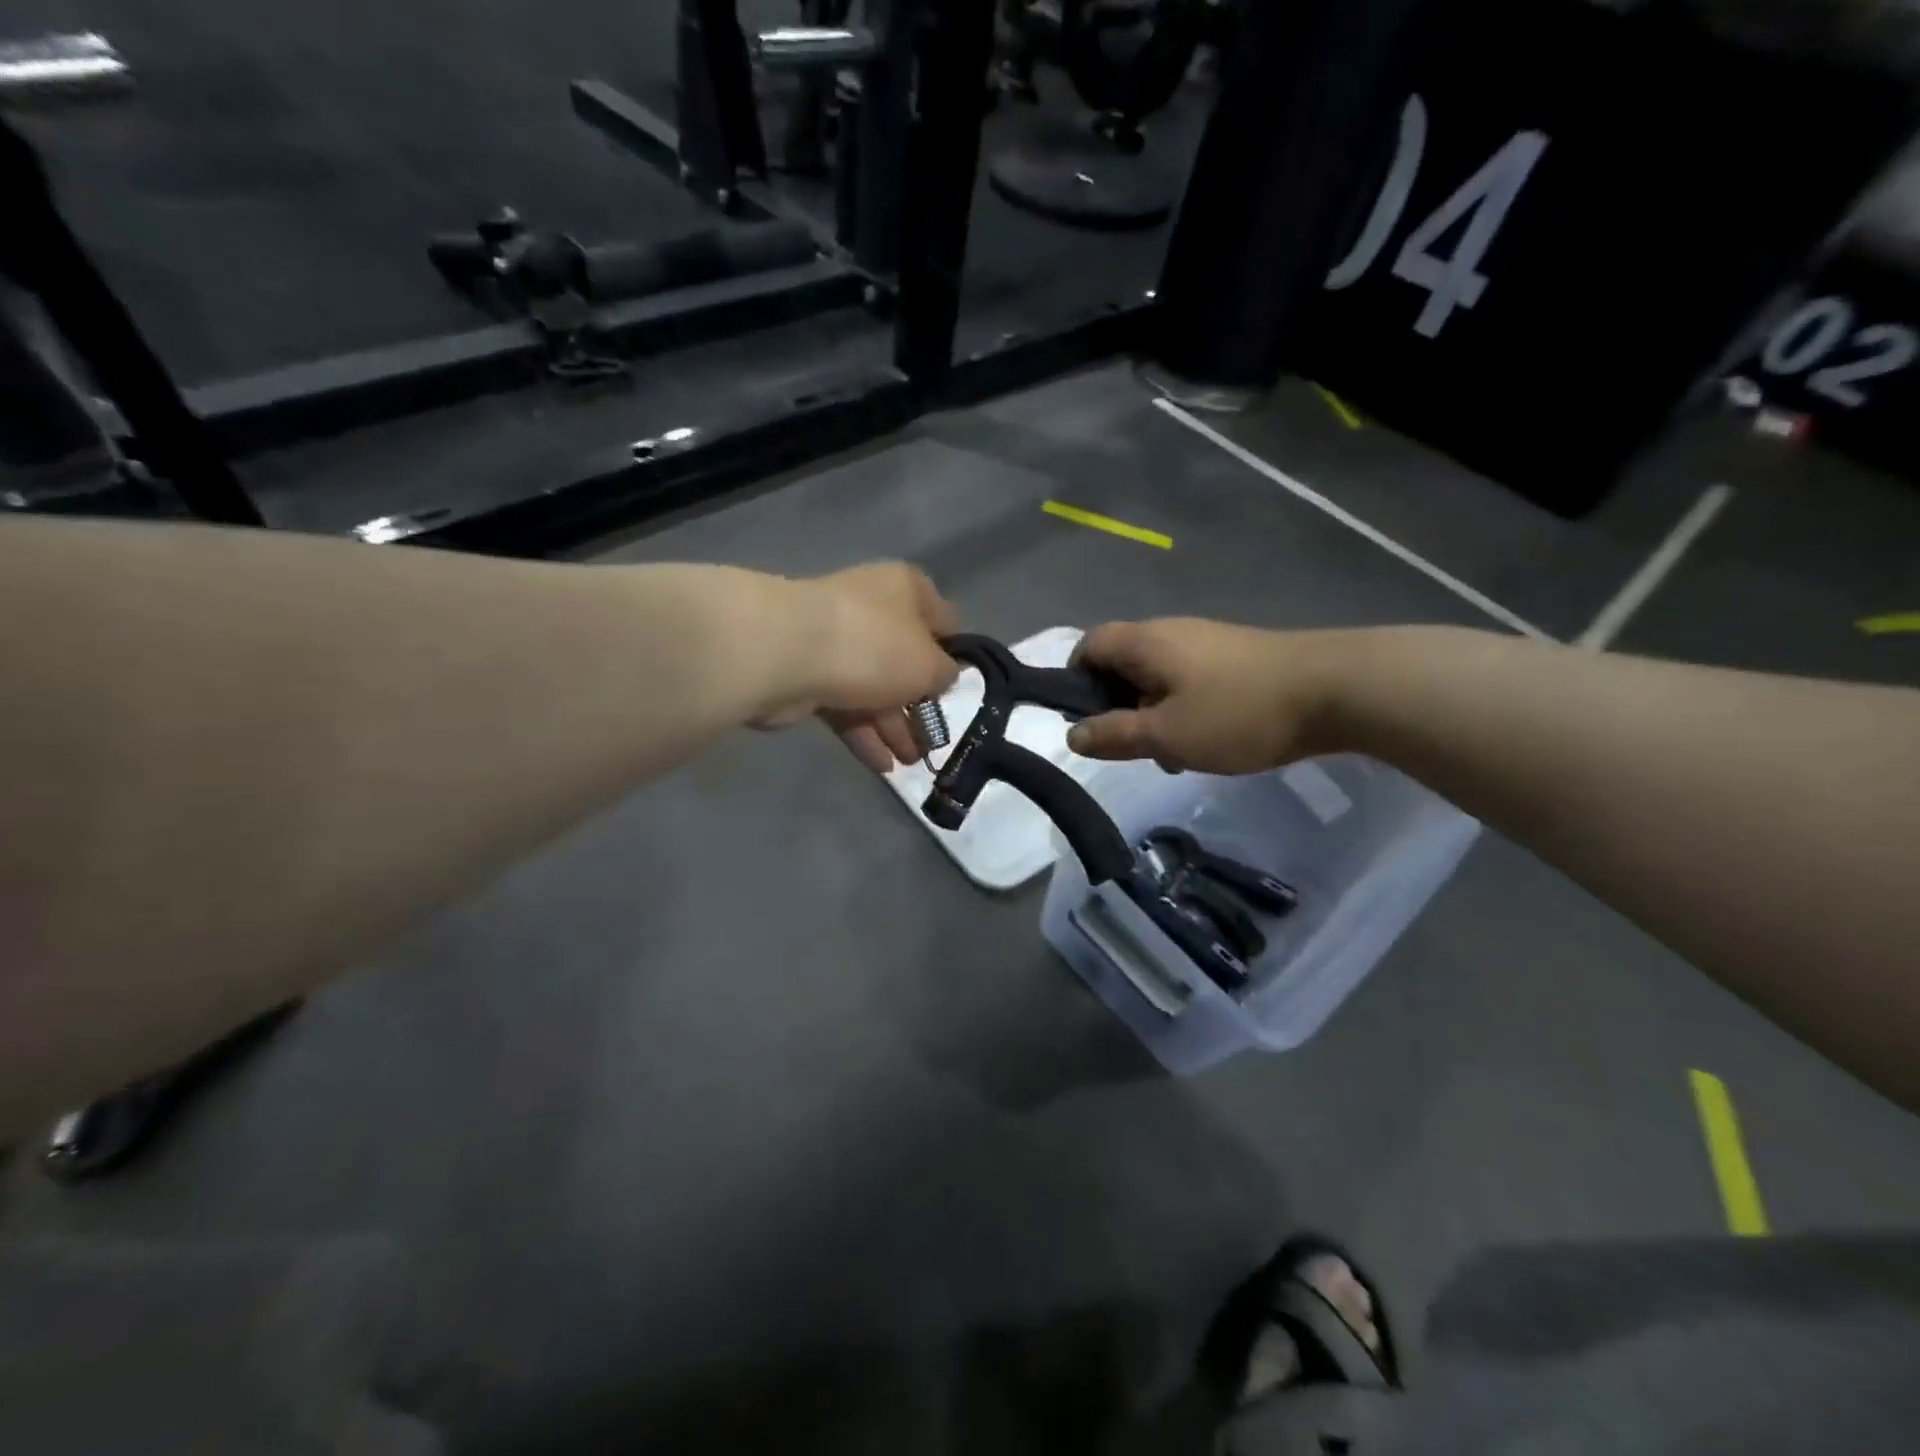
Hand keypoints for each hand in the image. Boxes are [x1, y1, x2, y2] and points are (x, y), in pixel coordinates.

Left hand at [757, 563, 960, 771]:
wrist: (787, 654)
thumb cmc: (874, 648)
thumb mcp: (929, 664)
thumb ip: (945, 673)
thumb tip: (942, 676)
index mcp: (906, 590)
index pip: (942, 619)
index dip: (954, 654)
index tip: (961, 687)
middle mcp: (873, 608)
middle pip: (905, 660)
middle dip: (920, 703)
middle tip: (935, 739)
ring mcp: (838, 642)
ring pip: (875, 687)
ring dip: (894, 726)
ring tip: (911, 763)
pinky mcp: (810, 674)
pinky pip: (846, 706)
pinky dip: (864, 734)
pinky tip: (882, 765)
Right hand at [1066, 619, 1341, 772]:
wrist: (1334, 690)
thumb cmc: (1236, 712)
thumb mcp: (1165, 734)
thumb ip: (1114, 735)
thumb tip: (1073, 735)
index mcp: (1145, 642)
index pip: (1088, 646)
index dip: (1074, 680)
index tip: (1084, 721)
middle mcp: (1170, 632)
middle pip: (1121, 661)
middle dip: (1115, 705)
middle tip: (1129, 745)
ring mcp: (1205, 641)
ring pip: (1156, 675)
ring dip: (1150, 712)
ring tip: (1170, 753)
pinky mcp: (1234, 656)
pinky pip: (1188, 679)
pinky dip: (1181, 707)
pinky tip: (1205, 740)